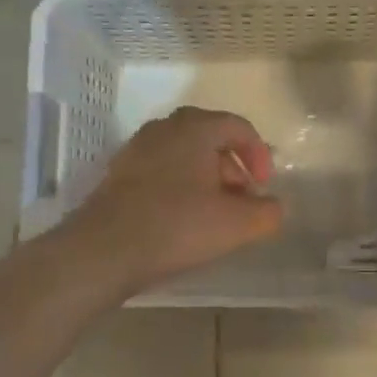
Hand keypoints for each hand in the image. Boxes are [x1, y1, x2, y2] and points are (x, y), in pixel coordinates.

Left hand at [66, 107, 283, 290]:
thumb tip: (273, 207)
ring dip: (205, 177)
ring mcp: (137, 149)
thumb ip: (267, 212)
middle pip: (209, 137)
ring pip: (183, 154)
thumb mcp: (236, 225)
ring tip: (213, 213)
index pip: (238, 126)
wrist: (103, 250)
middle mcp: (164, 128)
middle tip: (241, 198)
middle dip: (232, 166)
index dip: (259, 155)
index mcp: (195, 128)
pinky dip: (179, 185)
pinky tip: (181, 218)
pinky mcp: (118, 173)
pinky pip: (160, 169)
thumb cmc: (176, 227)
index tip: (263, 187)